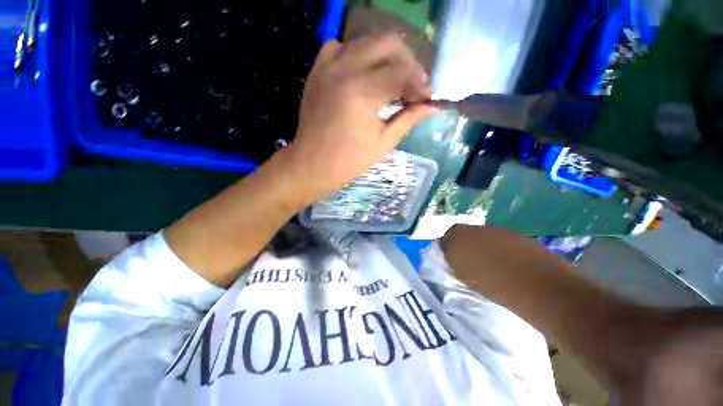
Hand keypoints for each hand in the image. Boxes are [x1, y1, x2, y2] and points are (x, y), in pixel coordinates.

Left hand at [285, 33, 437, 202]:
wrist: (312, 164)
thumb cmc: (349, 161)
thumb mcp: (383, 142)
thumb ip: (408, 119)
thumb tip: (432, 106)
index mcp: (363, 92)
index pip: (403, 74)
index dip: (420, 85)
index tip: (428, 98)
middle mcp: (345, 70)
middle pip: (387, 43)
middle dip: (408, 61)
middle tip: (413, 84)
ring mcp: (327, 67)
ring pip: (365, 41)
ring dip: (385, 56)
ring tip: (392, 78)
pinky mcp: (317, 71)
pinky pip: (339, 46)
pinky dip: (355, 53)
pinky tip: (362, 72)